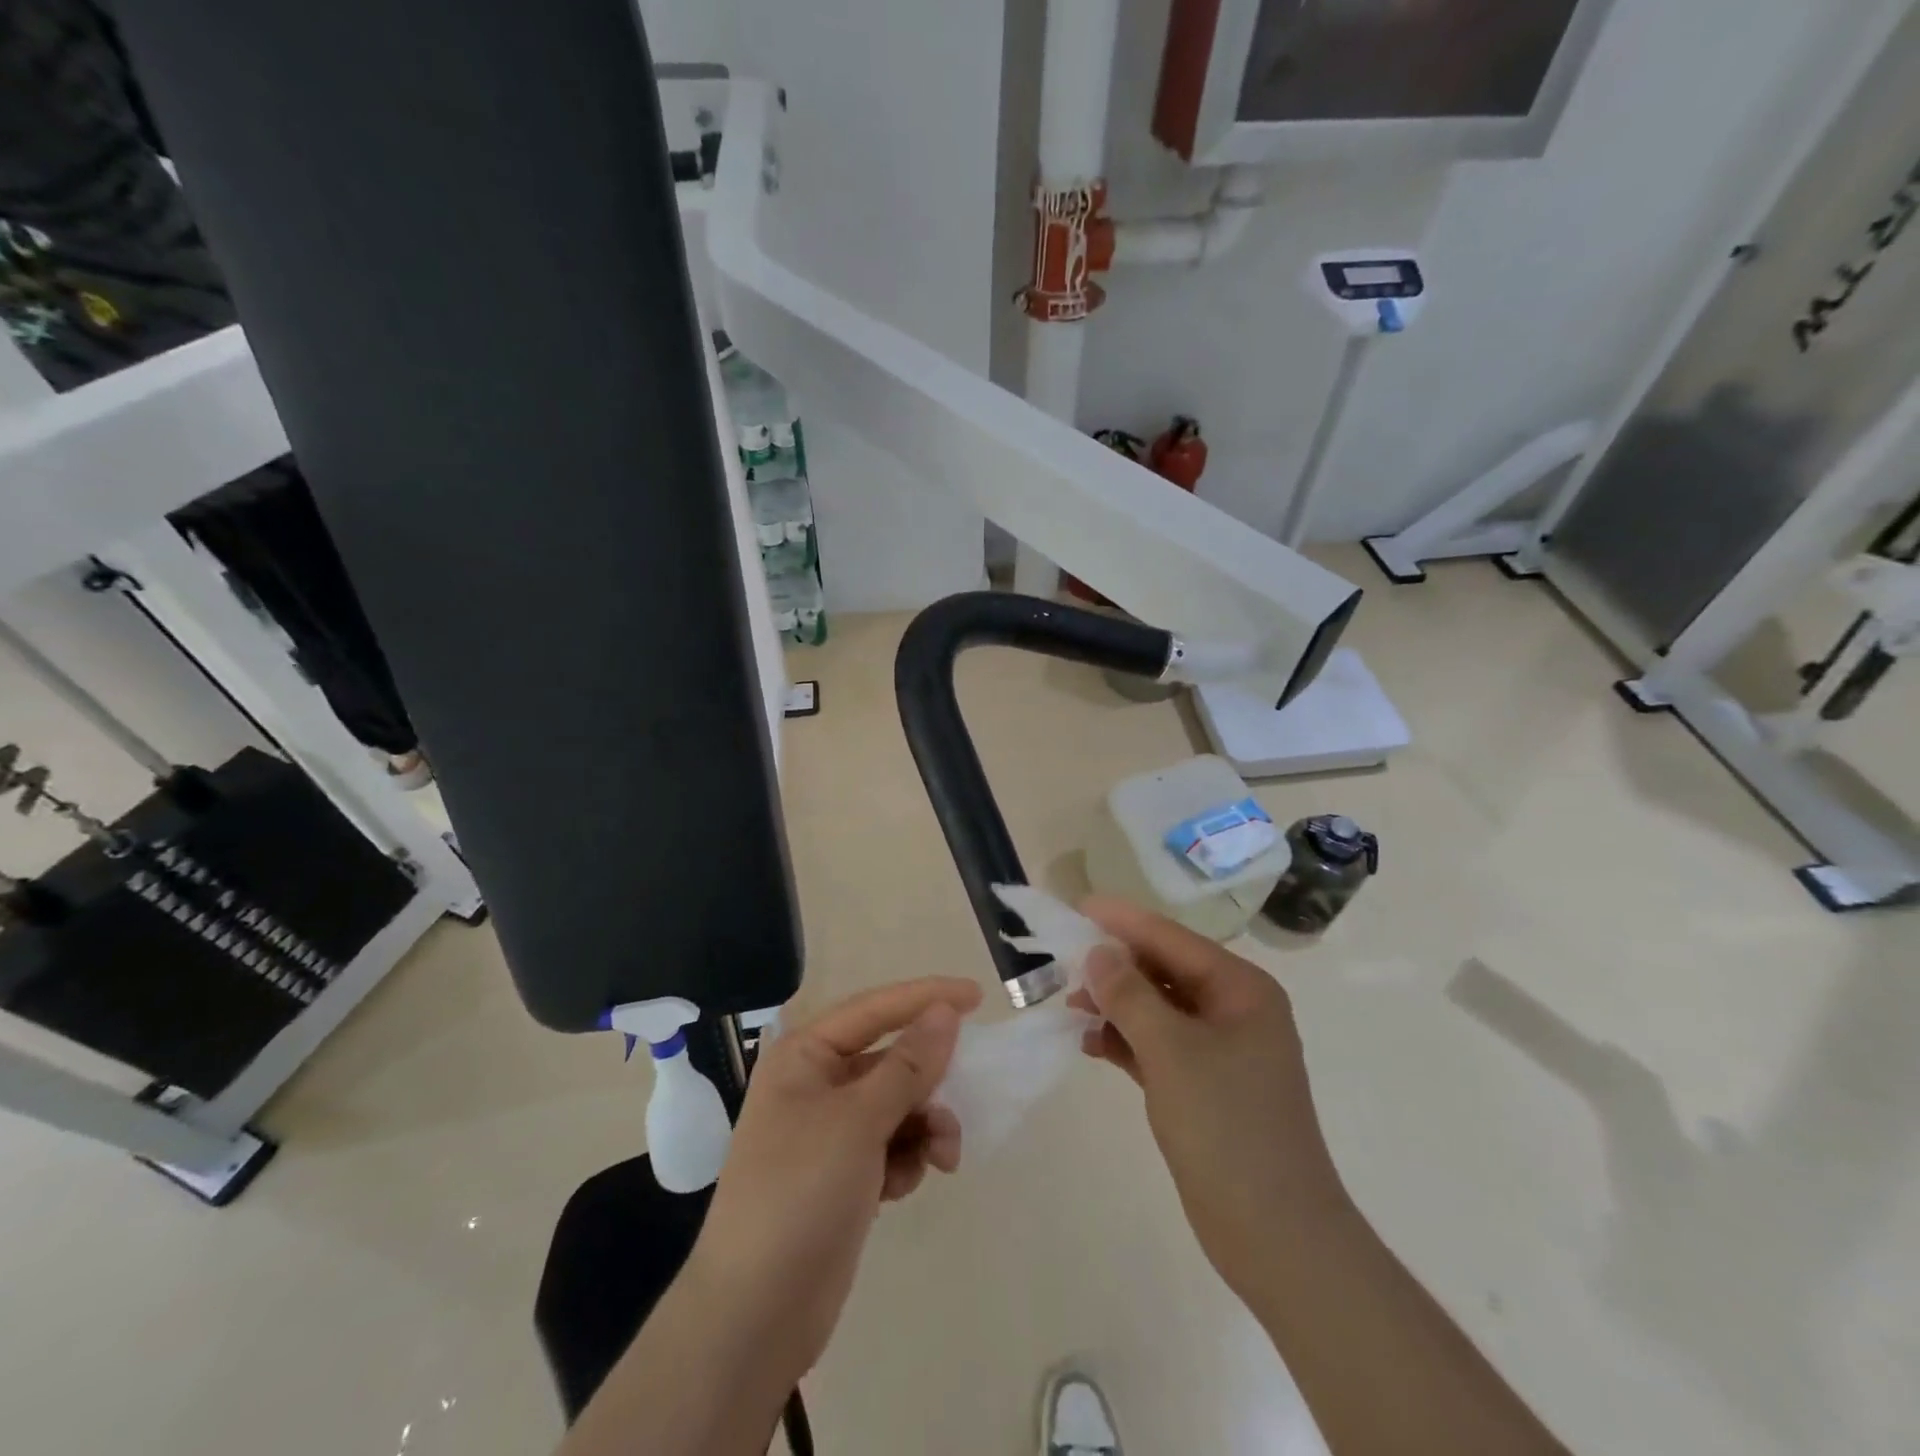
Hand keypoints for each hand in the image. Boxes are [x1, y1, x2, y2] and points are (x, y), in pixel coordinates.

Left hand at [684, 976, 982, 1386]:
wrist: (756, 1313)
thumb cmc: (800, 1192)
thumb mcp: (859, 1120)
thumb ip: (909, 1064)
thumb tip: (945, 1011)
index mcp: (804, 1055)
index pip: (875, 1008)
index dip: (926, 997)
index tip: (978, 997)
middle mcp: (815, 1083)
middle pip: (891, 1060)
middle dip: (928, 1082)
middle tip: (962, 1098)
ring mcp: (828, 1132)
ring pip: (897, 1105)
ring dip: (925, 1126)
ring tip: (941, 1158)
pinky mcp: (842, 1174)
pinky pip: (891, 1145)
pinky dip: (906, 1159)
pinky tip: (901, 1188)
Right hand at [1072, 896, 1348, 1307]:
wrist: (1276, 1236)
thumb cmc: (1227, 1128)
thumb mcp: (1171, 1052)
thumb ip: (1129, 995)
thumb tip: (1097, 952)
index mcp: (1241, 990)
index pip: (1172, 939)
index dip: (1123, 922)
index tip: (1078, 907)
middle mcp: (1233, 1011)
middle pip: (1164, 971)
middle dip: (1115, 967)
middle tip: (1064, 963)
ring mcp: (1220, 1051)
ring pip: (1157, 1009)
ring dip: (1115, 1005)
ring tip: (1070, 1005)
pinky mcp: (1203, 1086)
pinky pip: (1157, 1045)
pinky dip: (1125, 1041)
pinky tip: (1089, 1043)